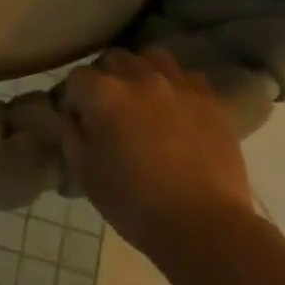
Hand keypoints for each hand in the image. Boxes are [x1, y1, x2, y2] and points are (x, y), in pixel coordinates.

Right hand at [60, 49, 254, 267]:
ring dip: (143, 72)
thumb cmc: (133, 203)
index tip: (80, 119)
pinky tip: (179, 109)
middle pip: (115, 58)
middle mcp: (140, 79)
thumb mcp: (85, 172)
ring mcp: (179, 87)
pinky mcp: (211, 102)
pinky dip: (179, 87)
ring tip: (146, 98)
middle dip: (107, 77)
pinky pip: (189, 78)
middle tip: (110, 108)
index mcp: (104, 94)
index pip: (77, 77)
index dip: (74, 98)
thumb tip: (74, 117)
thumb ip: (72, 135)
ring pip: (154, 58)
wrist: (204, 226)